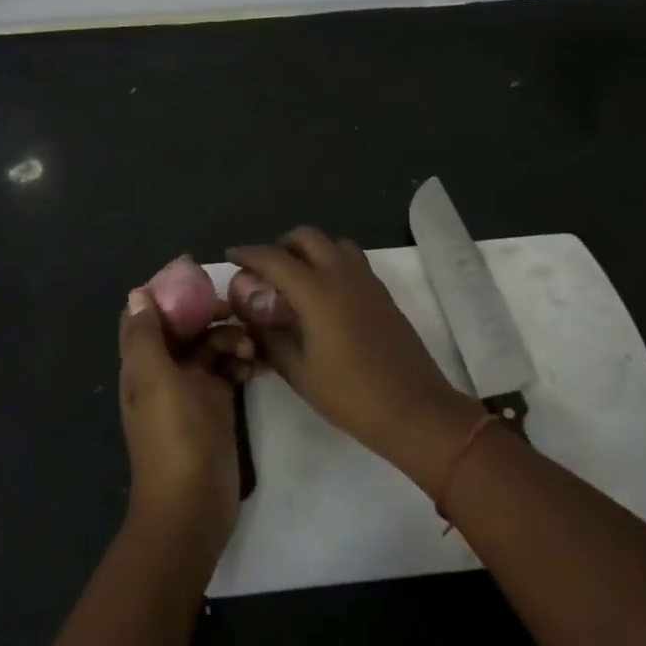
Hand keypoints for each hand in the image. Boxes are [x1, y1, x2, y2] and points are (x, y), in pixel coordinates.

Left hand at [117, 288, 253, 551]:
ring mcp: (192, 389)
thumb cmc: (173, 438)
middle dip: (207, 315)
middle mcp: (164, 371)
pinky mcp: (217, 404)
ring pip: (209, 346)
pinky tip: (255, 367)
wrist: (193, 505)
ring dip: (230, 338)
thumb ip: (147, 337)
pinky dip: (240, 361)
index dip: (165, 294)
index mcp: (142, 364)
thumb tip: (138, 292)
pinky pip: (228, 369)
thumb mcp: (156, 381)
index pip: (145, 316)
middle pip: (183, 327)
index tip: (197, 281)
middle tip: (236, 312)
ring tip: (251, 348)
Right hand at [226, 228, 475, 460]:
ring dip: (311, 250)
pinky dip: (331, 263)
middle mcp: (343, 275)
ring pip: (334, 244)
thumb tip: (252, 318)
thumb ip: (270, 338)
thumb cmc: (350, 395)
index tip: (231, 256)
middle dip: (281, 245)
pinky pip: (352, 262)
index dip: (249, 254)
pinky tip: (324, 296)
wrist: (414, 409)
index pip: (274, 259)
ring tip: (295, 279)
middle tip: (265, 270)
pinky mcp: (384, 294)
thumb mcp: (299, 371)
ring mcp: (368, 282)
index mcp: (318, 292)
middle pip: (307, 237)